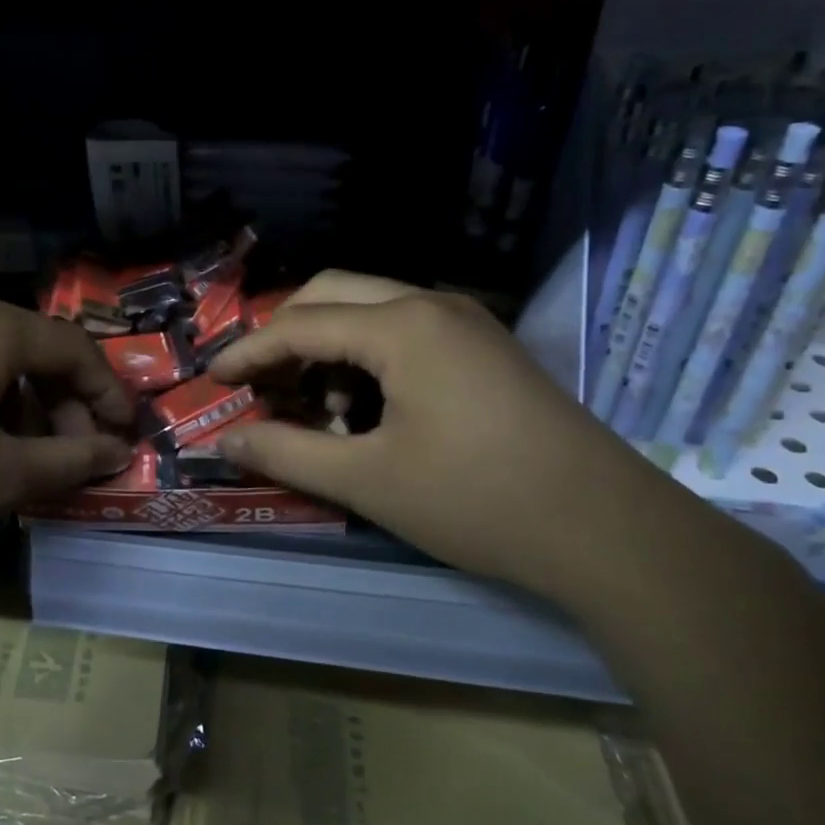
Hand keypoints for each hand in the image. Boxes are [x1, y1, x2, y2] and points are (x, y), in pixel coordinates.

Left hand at [0, 286, 134, 602]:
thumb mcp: (0, 480)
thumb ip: (71, 460)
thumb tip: (117, 452)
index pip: (71, 349)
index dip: (106, 393)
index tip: (125, 433)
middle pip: (30, 345)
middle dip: (63, 399)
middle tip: (76, 451)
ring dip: (22, 397)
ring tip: (29, 451)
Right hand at [209, 270, 685, 600]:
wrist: (610, 531)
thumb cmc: (479, 501)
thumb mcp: (368, 481)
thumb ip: (287, 452)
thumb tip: (226, 440)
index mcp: (401, 325)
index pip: (299, 324)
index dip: (249, 352)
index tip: (213, 379)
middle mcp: (432, 303)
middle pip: (331, 293)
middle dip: (284, 334)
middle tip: (258, 382)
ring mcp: (466, 321)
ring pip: (369, 307)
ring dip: (327, 344)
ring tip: (314, 404)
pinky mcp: (485, 346)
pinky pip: (405, 329)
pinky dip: (367, 355)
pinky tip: (366, 406)